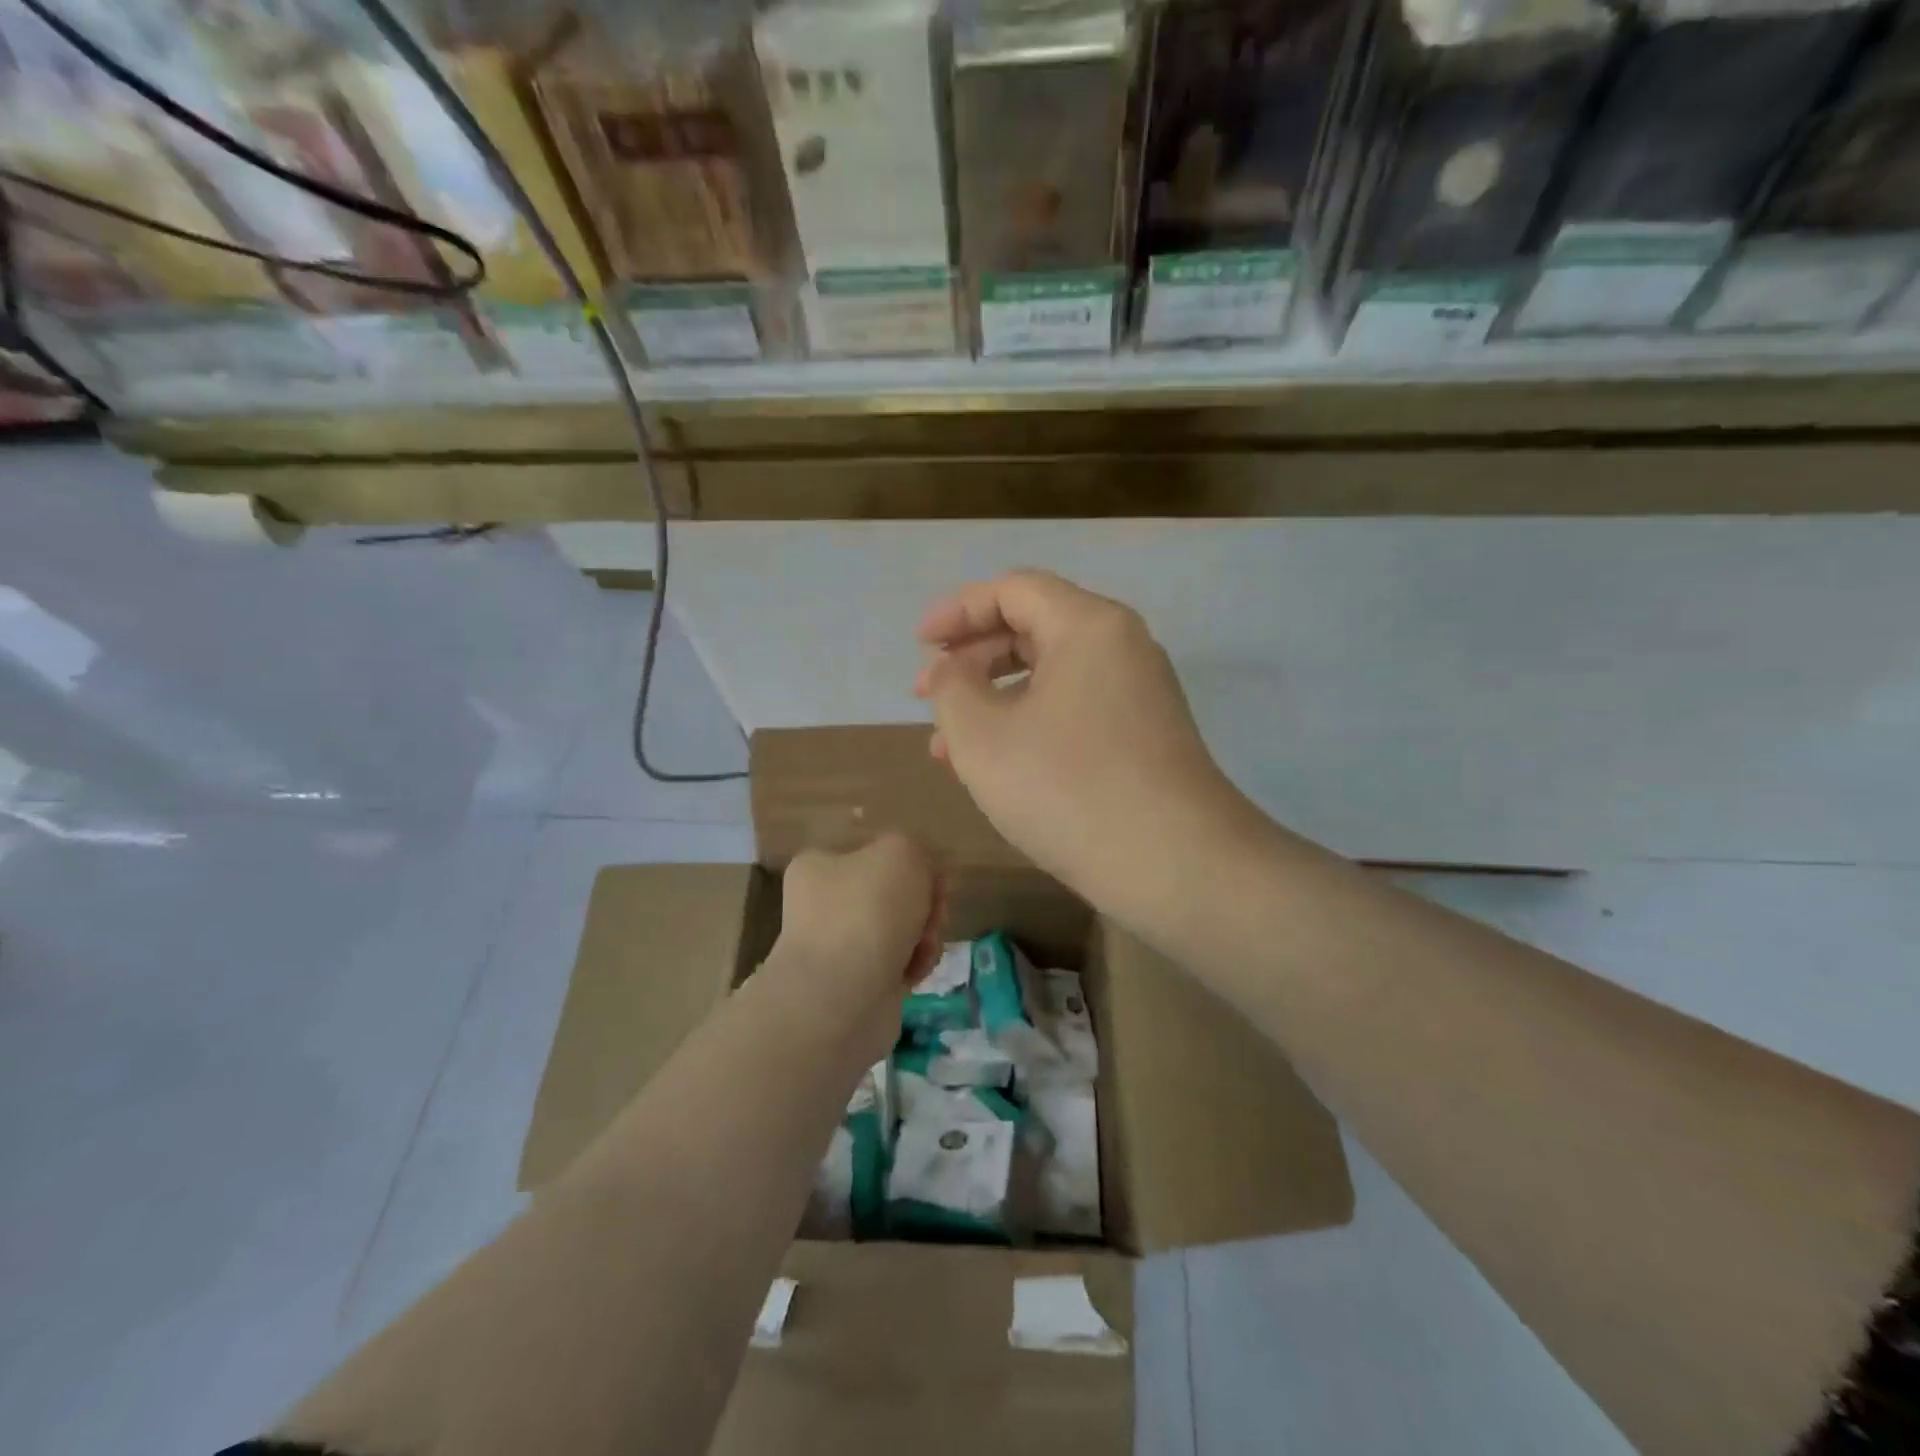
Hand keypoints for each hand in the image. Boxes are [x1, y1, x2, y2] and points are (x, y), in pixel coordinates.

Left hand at [769, 834, 944, 1063]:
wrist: (842, 998)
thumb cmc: (867, 911)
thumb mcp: (901, 851)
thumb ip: (915, 848)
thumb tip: (919, 875)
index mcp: (820, 865)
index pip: (876, 851)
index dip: (913, 862)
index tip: (935, 878)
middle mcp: (823, 904)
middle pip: (894, 891)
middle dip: (924, 902)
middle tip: (934, 913)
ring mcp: (838, 946)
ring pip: (901, 928)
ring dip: (924, 934)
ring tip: (925, 947)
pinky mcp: (857, 984)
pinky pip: (898, 963)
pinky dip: (914, 965)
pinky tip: (916, 972)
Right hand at [915, 570, 1249, 918]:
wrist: (1176, 866)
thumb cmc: (1068, 788)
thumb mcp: (983, 736)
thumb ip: (951, 688)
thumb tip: (950, 668)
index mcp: (1088, 626)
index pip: (1013, 590)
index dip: (957, 611)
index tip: (918, 644)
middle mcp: (1122, 647)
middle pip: (1033, 629)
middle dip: (972, 659)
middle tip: (928, 698)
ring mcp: (1139, 694)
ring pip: (1051, 678)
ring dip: (995, 701)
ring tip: (948, 747)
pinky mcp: (1145, 737)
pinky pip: (1074, 710)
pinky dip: (1029, 724)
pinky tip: (999, 766)